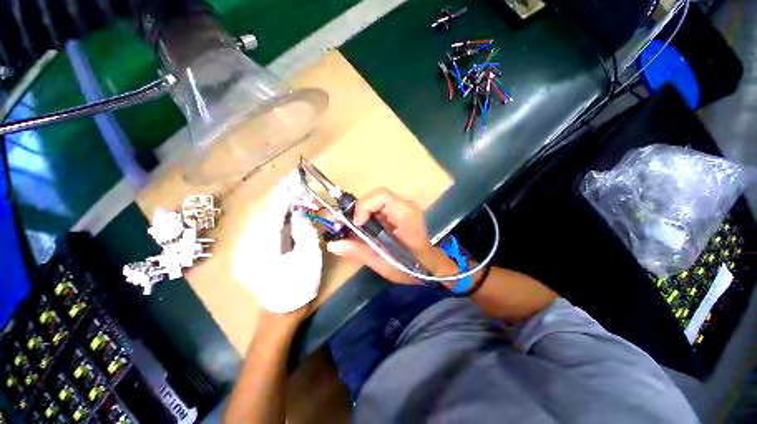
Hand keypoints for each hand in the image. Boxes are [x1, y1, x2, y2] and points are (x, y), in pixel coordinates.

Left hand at [233, 174, 322, 314]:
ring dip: (277, 208)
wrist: (280, 313)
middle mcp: (247, 245)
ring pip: (260, 220)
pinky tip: (283, 217)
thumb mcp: (309, 257)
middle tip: (296, 191)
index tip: (291, 178)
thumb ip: (305, 231)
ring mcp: (244, 250)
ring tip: (292, 201)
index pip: (273, 212)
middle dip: (280, 199)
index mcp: (264, 247)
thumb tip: (300, 212)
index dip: (283, 194)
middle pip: (263, 213)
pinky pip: (259, 229)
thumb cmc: (299, 285)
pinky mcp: (247, 253)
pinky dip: (272, 219)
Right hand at [326, 188, 455, 283]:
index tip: (357, 225)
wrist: (429, 266)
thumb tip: (333, 244)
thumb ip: (359, 251)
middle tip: (349, 227)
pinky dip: (368, 216)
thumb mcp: (383, 263)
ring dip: (362, 213)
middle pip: (376, 196)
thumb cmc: (411, 266)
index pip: (381, 196)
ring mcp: (404, 207)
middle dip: (359, 210)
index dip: (363, 206)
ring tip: (354, 229)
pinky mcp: (400, 211)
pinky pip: (379, 208)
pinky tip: (364, 230)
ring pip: (375, 201)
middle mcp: (406, 205)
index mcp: (406, 215)